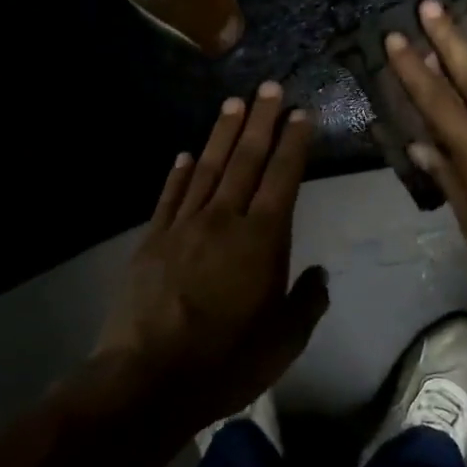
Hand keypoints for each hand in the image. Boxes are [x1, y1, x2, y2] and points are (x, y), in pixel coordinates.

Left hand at [96, 82, 328, 428]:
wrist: (148, 379)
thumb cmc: (225, 361)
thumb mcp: (284, 342)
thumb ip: (307, 303)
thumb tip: (319, 275)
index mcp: (262, 239)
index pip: (283, 177)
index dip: (293, 143)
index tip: (300, 113)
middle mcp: (224, 219)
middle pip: (246, 159)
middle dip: (261, 121)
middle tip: (270, 87)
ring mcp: (184, 225)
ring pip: (209, 168)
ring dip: (223, 134)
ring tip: (234, 103)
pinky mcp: (153, 239)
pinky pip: (170, 196)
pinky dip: (180, 172)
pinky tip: (186, 154)